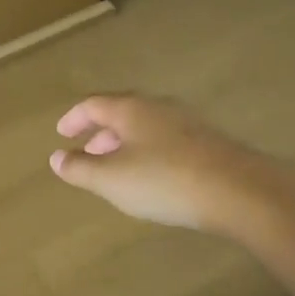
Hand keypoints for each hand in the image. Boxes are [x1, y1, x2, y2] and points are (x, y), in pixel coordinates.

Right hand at [49, 94, 266, 231]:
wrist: (237, 191)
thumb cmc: (164, 180)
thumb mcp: (111, 179)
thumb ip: (79, 168)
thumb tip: (56, 158)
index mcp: (130, 109)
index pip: (93, 104)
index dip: (74, 119)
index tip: (62, 134)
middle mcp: (158, 107)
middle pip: (121, 113)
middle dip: (100, 133)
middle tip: (87, 154)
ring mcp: (187, 123)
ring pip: (145, 127)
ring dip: (125, 144)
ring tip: (117, 168)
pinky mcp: (207, 142)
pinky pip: (166, 141)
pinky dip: (148, 153)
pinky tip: (152, 176)